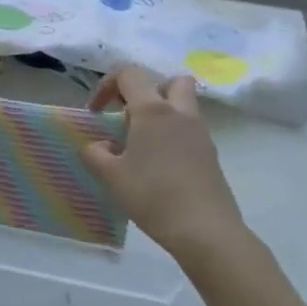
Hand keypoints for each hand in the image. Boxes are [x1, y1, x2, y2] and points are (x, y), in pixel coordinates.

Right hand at [84, 66, 249, 267]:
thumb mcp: (110, 175)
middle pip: (171, 81)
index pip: (129, 74)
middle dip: (148, 90)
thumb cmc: (152, 195)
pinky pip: (190, 130)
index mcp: (153, 110)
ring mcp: (200, 134)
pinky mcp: (211, 155)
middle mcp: (180, 114)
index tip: (96, 111)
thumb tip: (100, 146)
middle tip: (130, 114)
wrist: (205, 231)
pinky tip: (159, 164)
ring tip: (141, 141)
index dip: (107, 85)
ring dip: (163, 113)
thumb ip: (95, 153)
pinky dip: (173, 135)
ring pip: (184, 105)